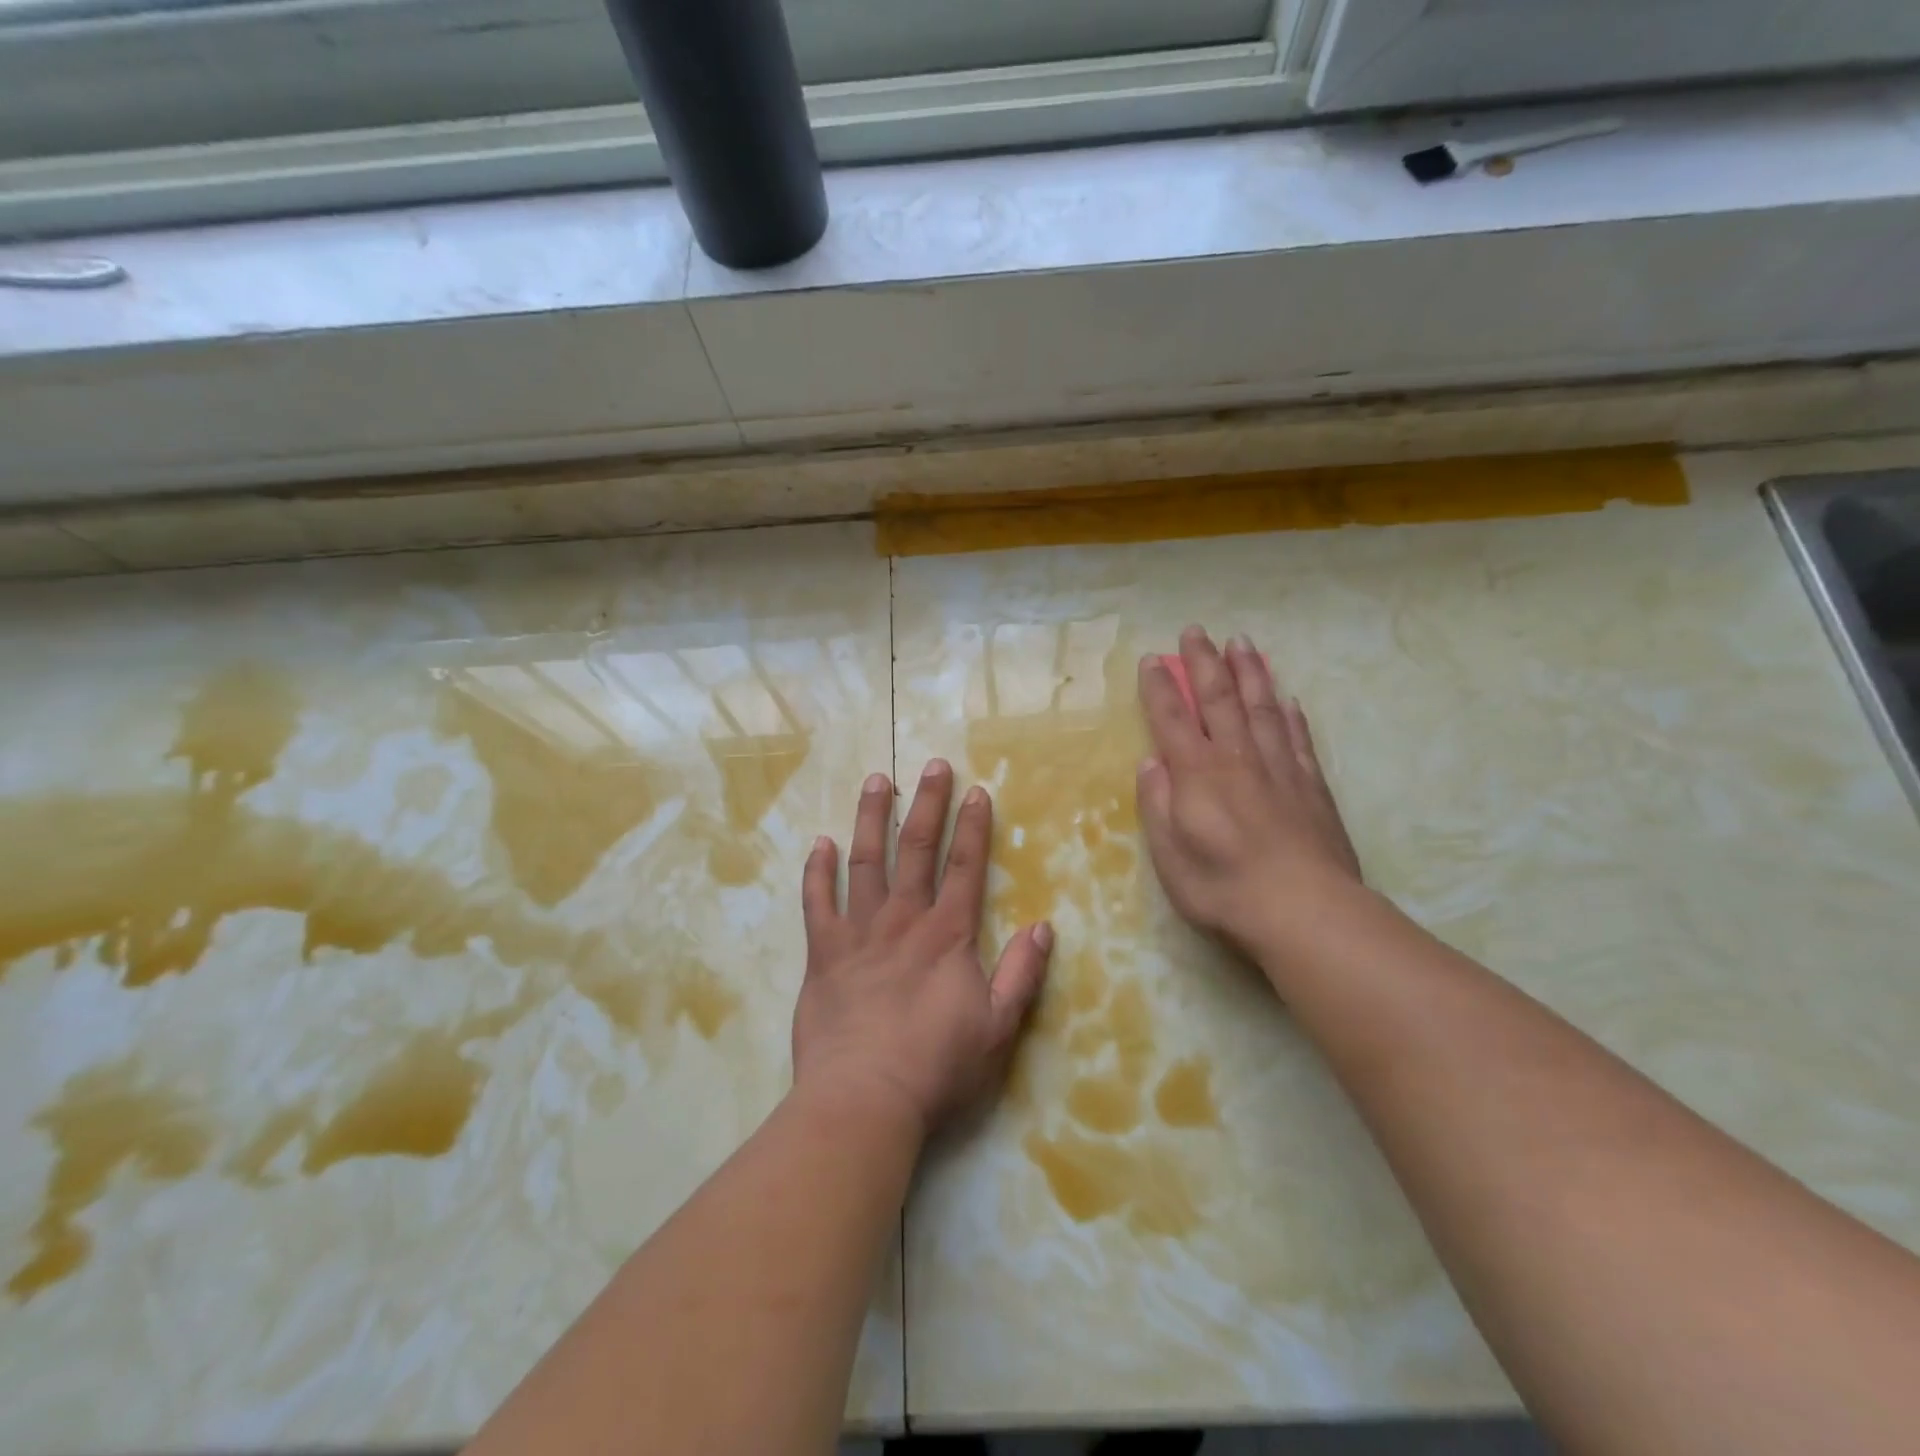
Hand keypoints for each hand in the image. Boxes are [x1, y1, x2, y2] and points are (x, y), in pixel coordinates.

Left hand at [792, 759, 1053, 1137]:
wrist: (864, 1098)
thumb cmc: (936, 1066)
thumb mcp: (998, 1027)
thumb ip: (1021, 974)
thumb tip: (1043, 927)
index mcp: (947, 934)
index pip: (967, 867)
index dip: (975, 827)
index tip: (978, 791)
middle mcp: (903, 920)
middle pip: (916, 849)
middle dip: (928, 803)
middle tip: (932, 765)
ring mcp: (858, 932)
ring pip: (864, 861)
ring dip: (871, 818)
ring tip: (876, 781)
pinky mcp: (822, 952)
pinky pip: (817, 901)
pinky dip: (817, 871)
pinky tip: (819, 844)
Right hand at [1136, 627, 1363, 960]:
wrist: (1305, 911)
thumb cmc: (1223, 888)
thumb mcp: (1169, 855)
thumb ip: (1158, 804)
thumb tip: (1151, 762)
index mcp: (1197, 775)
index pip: (1172, 719)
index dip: (1160, 688)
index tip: (1152, 659)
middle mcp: (1236, 759)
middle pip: (1218, 699)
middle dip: (1204, 663)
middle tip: (1195, 631)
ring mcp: (1279, 768)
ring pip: (1262, 707)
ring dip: (1249, 672)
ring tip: (1242, 642)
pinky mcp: (1311, 785)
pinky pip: (1298, 738)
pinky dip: (1291, 714)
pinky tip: (1288, 698)